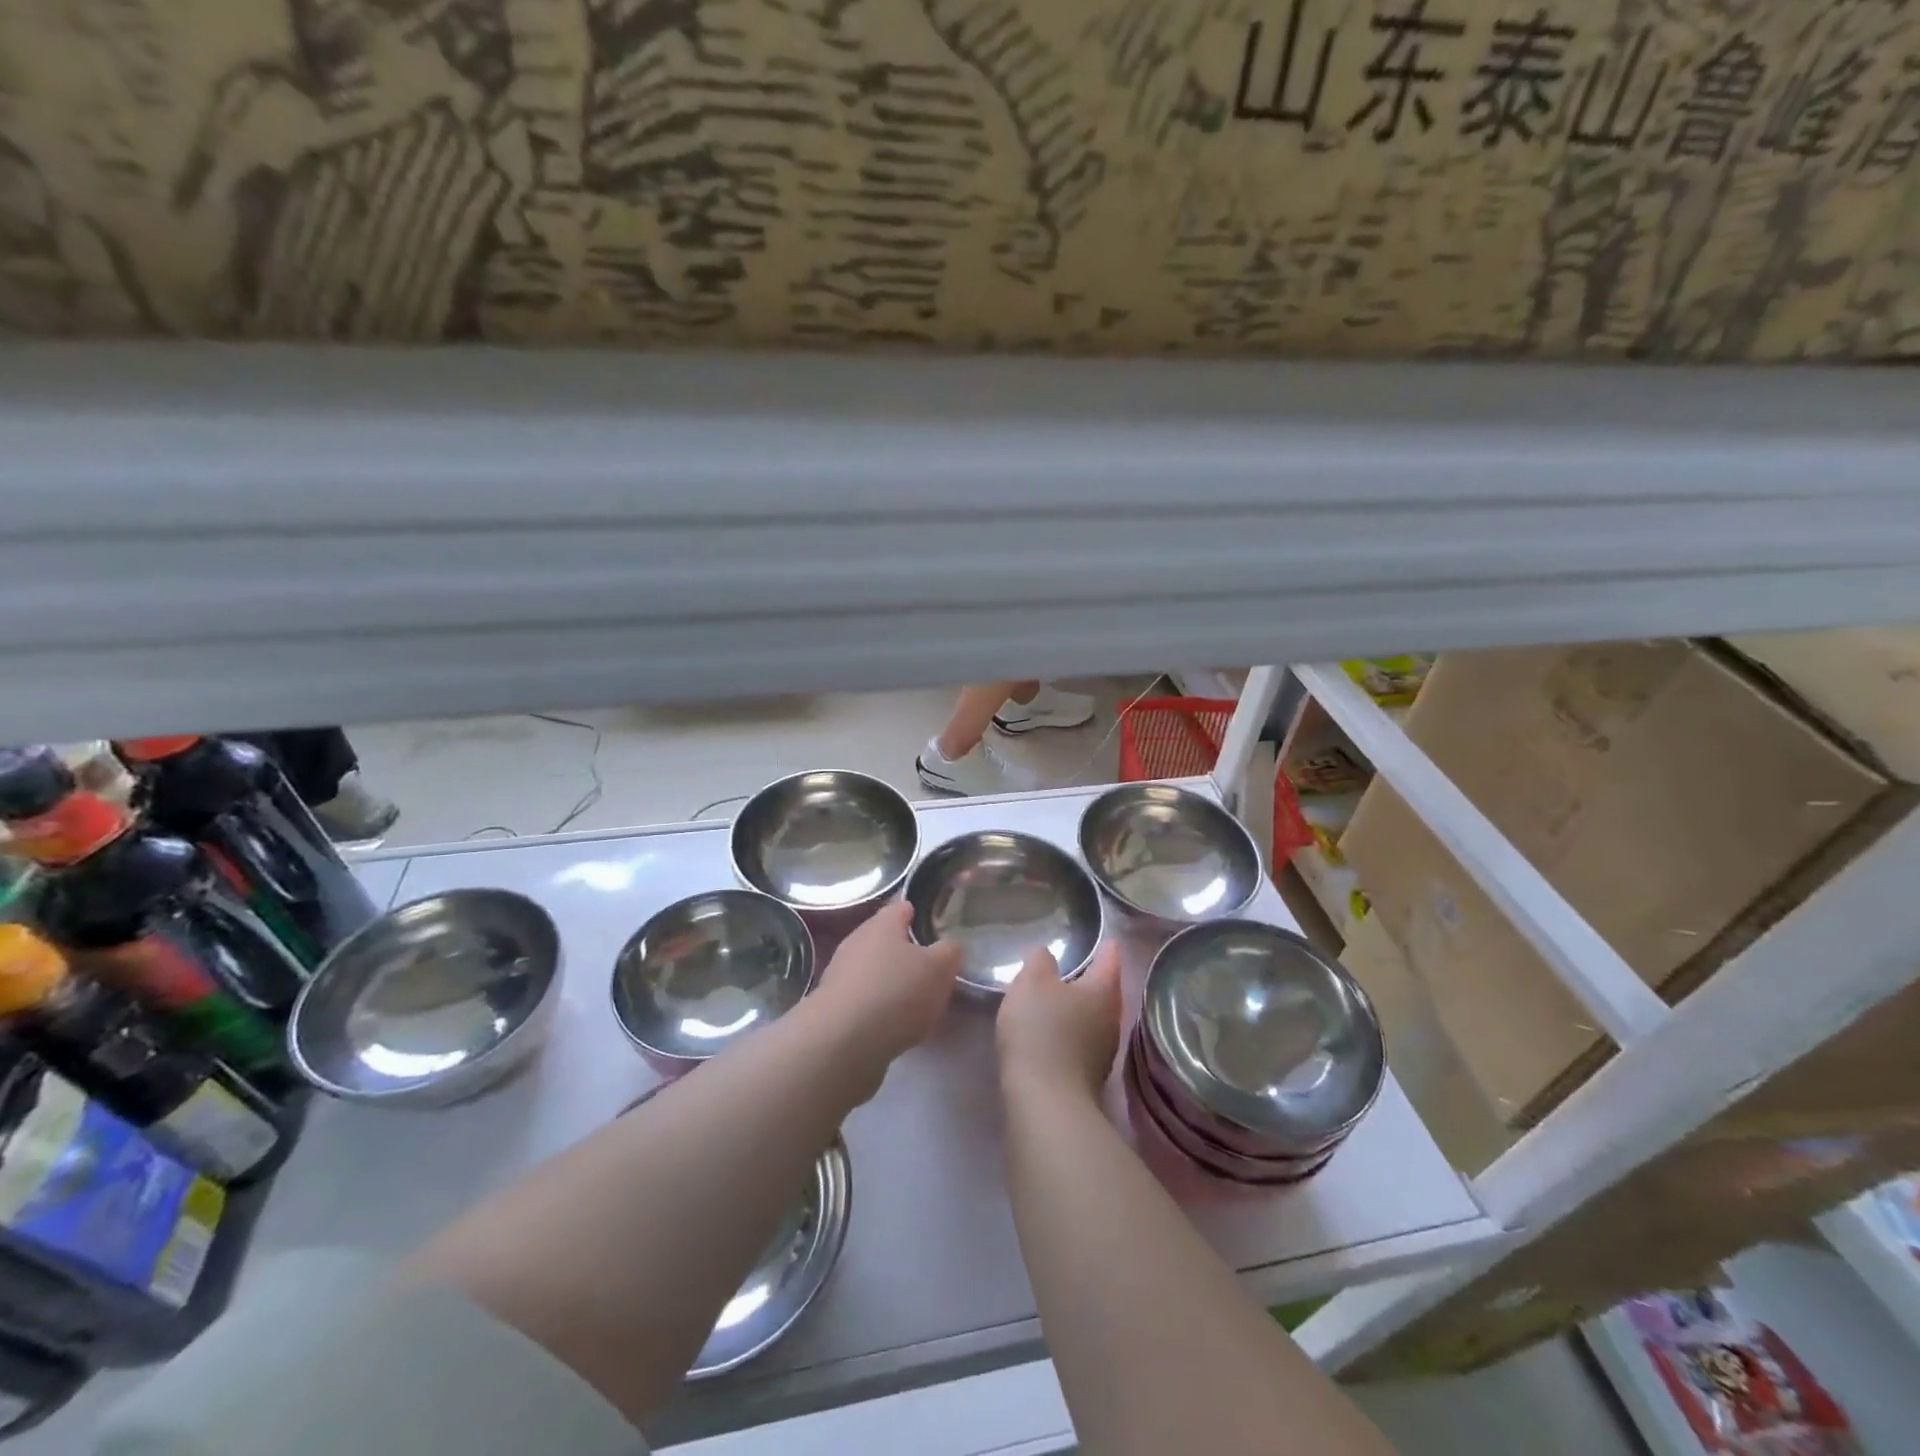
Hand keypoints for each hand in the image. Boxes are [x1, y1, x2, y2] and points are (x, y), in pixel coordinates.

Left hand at [813, 900, 963, 1066]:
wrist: (842, 1042)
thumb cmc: (896, 992)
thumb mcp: (939, 969)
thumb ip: (949, 952)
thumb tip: (948, 946)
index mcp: (883, 923)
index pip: (902, 906)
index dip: (918, 912)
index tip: (934, 923)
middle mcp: (857, 940)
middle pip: (885, 938)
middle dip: (905, 950)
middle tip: (930, 967)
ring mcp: (840, 974)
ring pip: (872, 969)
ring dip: (889, 980)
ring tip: (914, 1000)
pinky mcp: (832, 1006)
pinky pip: (862, 998)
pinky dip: (877, 1006)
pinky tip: (892, 1024)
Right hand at [996, 941, 1122, 1104]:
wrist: (1046, 1102)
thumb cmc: (1041, 1031)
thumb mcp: (1031, 983)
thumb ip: (1039, 961)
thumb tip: (1046, 954)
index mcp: (1103, 991)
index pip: (1110, 961)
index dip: (1107, 947)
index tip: (1107, 938)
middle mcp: (1111, 1019)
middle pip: (1105, 992)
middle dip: (1093, 979)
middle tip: (1079, 965)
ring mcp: (1103, 1052)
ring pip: (1095, 1019)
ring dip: (1081, 1008)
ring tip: (1062, 998)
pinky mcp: (1089, 1077)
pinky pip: (1083, 1042)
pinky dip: (1072, 1032)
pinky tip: (1055, 1033)